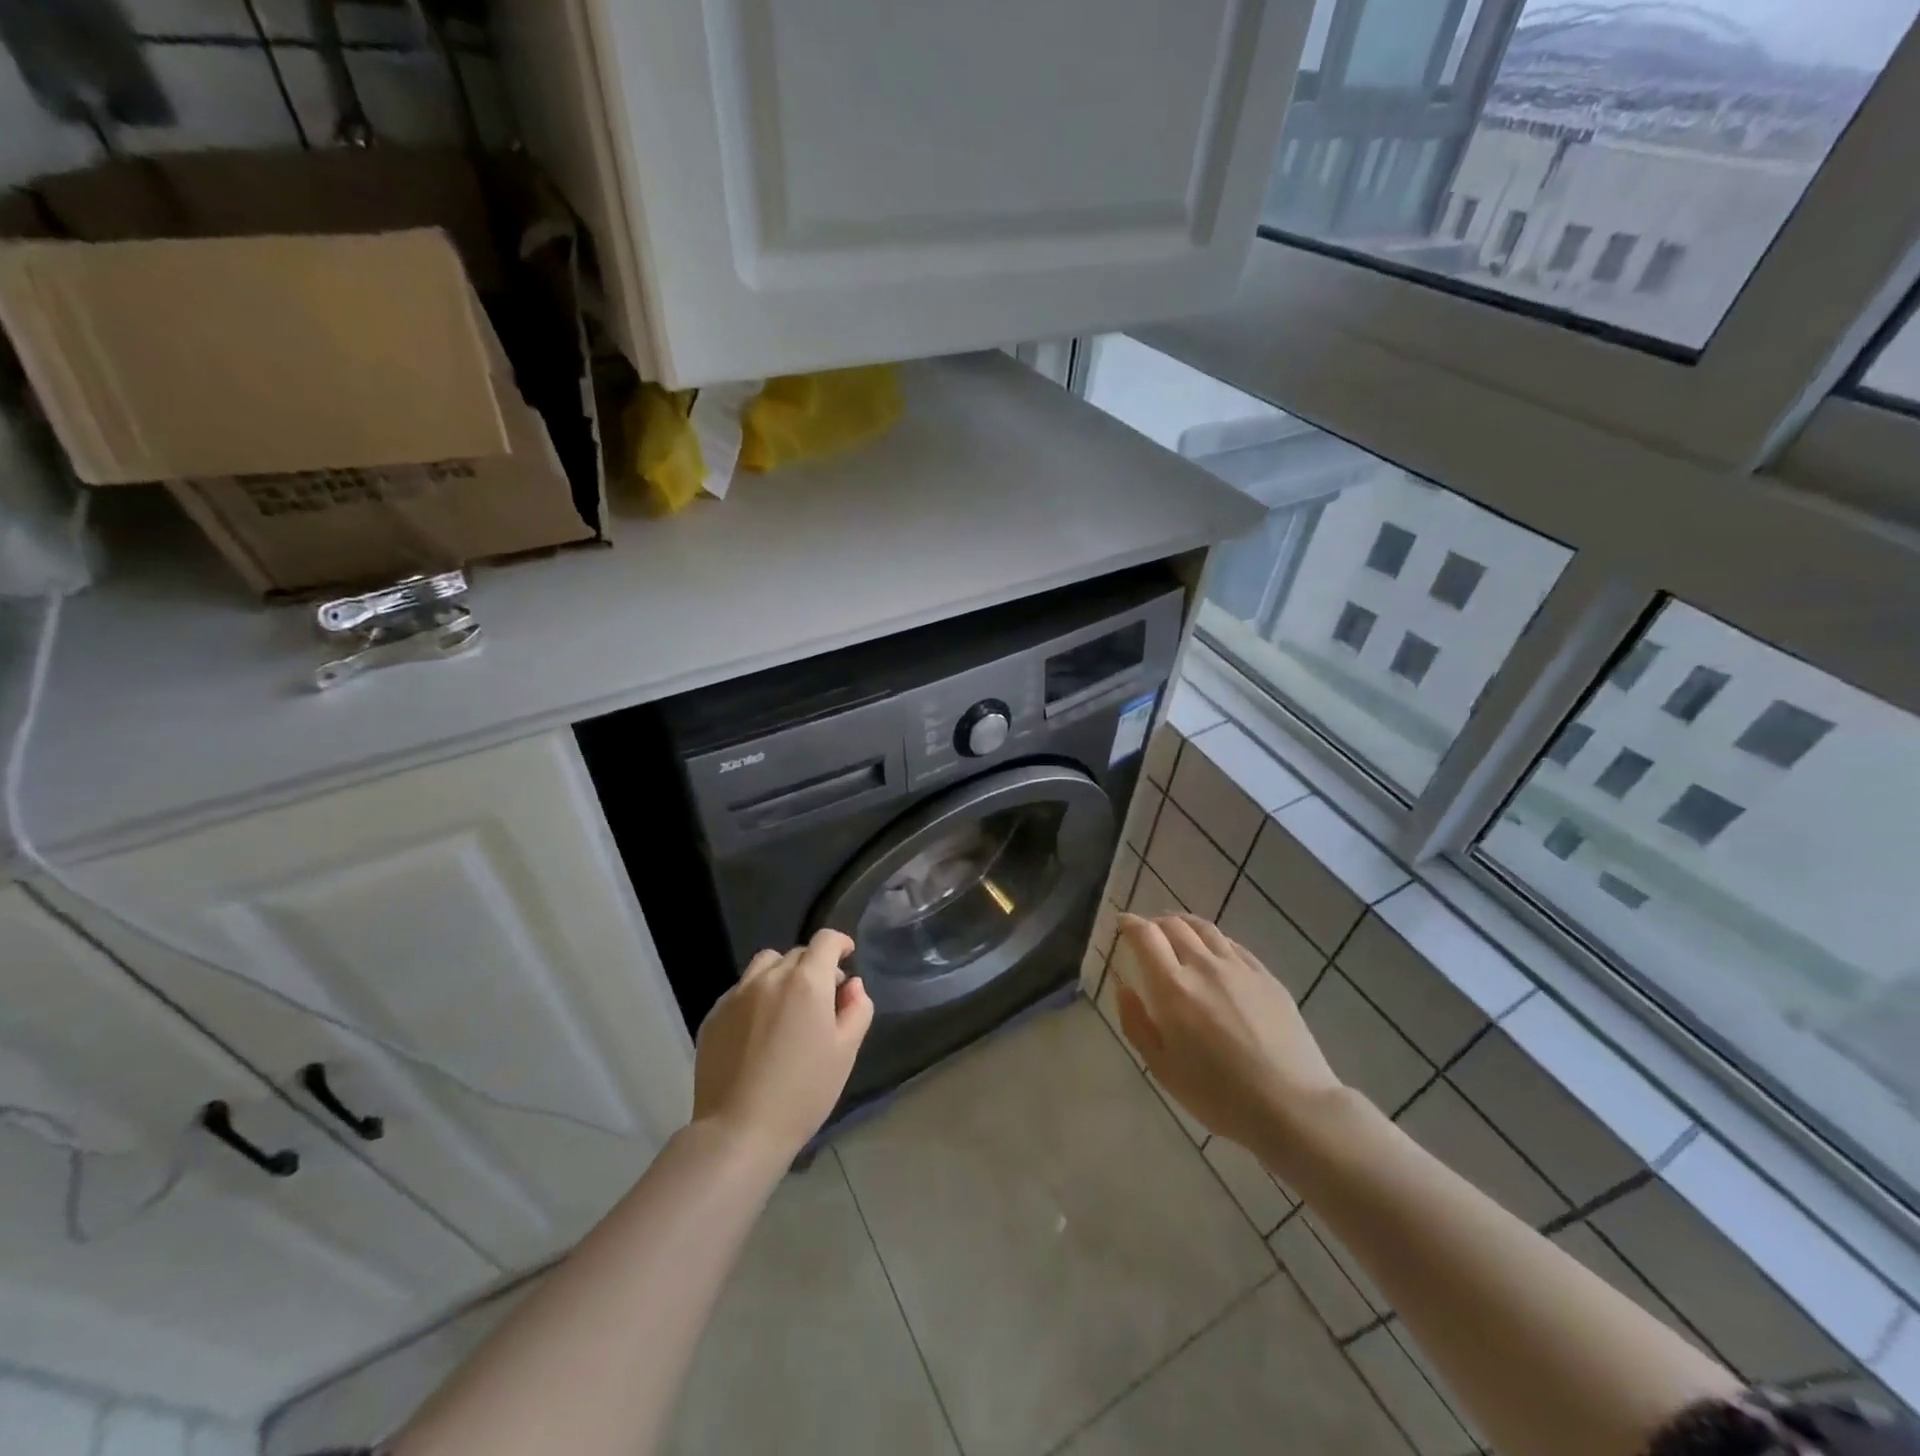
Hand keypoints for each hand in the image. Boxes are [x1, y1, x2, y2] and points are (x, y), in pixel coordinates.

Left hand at [691, 929, 873, 1162]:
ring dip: (782, 974)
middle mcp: (770, 977)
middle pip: (797, 954)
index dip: (840, 943)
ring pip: (765, 965)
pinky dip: (756, 996)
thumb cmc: (803, 1092)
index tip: (847, 956)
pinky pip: (740, 990)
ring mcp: (737, 994)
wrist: (739, 1131)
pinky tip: (759, 1031)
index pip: (826, 940)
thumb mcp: (845, 1052)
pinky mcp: (714, 1015)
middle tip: (822, 999)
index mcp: (807, 981)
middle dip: (814, 966)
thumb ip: (857, 1010)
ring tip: (787, 1007)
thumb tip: (852, 986)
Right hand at [1113, 912, 1342, 1164]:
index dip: (1129, 923)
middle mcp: (1204, 966)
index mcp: (1174, 987)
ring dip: (1184, 924)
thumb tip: (1124, 987)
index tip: (1122, 924)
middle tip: (1147, 934)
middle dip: (1154, 923)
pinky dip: (1214, 941)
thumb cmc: (1218, 1095)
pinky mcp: (1267, 977)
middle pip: (1174, 925)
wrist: (1292, 1106)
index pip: (1145, 936)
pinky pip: (1233, 945)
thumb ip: (1136, 1022)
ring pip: (1205, 929)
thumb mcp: (1162, 1068)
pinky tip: (1213, 952)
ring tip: (1177, 932)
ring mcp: (1240, 968)